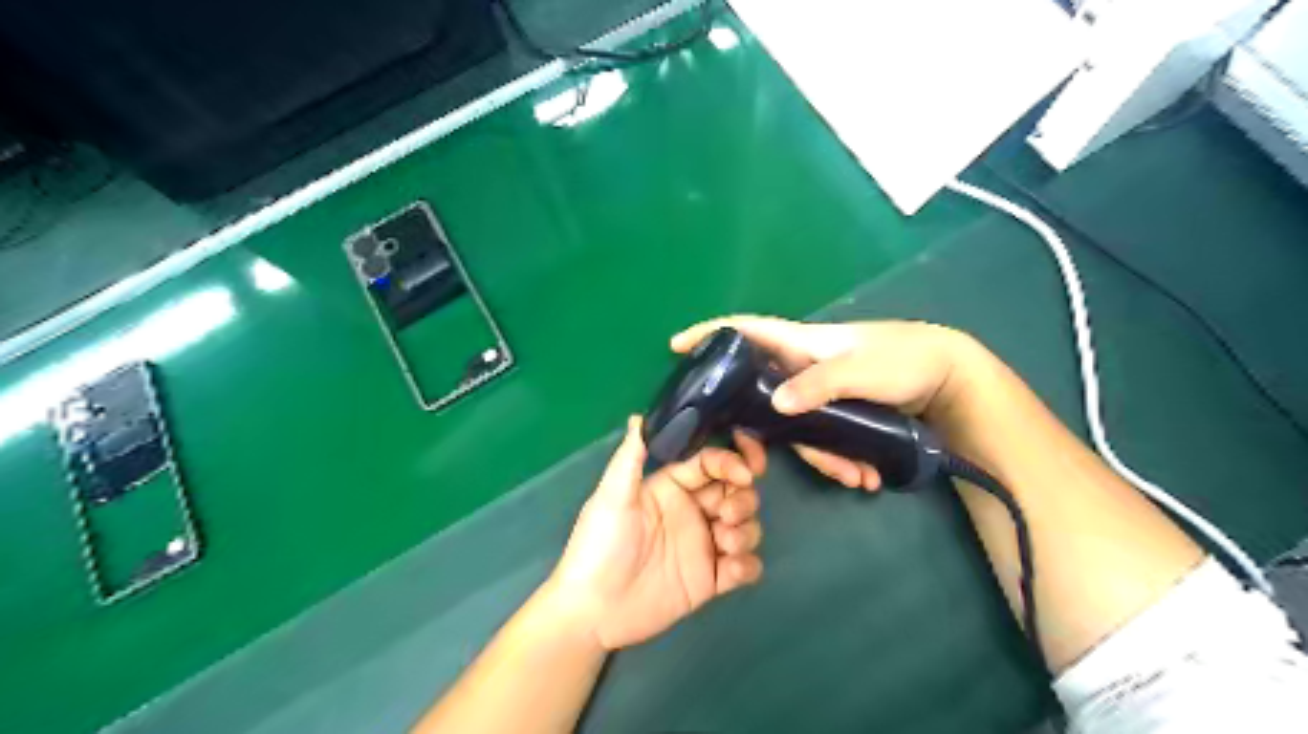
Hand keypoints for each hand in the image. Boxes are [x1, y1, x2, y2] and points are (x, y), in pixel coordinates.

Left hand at [546, 416, 767, 649]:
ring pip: (745, 527)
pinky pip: (744, 567)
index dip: (731, 462)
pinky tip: (729, 571)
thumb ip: (630, 458)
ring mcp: (703, 546)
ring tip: (724, 544)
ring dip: (746, 531)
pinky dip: (747, 566)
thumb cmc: (600, 546)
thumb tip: (639, 418)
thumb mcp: (612, 498)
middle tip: (726, 515)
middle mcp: (692, 512)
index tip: (744, 472)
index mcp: (671, 488)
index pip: (711, 464)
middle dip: (743, 498)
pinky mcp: (710, 580)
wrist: (593, 610)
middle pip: (736, 492)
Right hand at [680, 317, 985, 493]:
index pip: (745, 331)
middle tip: (753, 466)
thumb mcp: (861, 369)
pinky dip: (841, 459)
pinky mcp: (839, 413)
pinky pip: (823, 439)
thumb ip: (818, 384)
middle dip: (758, 433)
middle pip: (759, 396)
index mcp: (800, 344)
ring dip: (820, 457)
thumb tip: (775, 405)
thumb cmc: (904, 358)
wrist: (952, 379)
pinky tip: (867, 476)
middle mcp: (802, 369)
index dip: (709, 334)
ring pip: (795, 427)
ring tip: (856, 477)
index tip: (676, 347)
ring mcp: (819, 393)